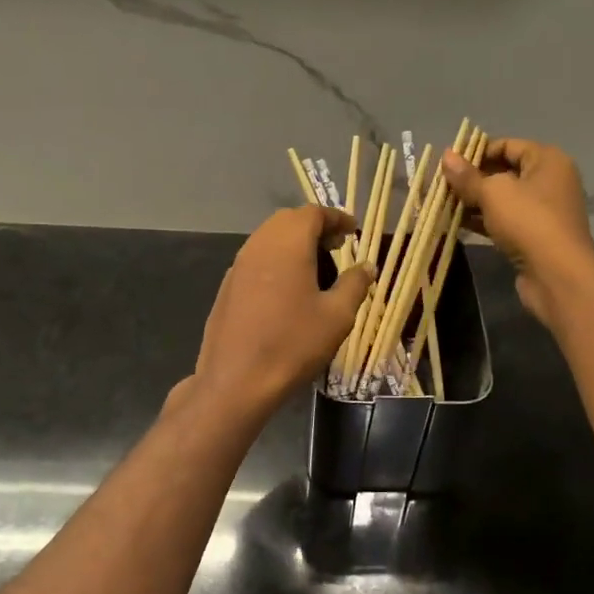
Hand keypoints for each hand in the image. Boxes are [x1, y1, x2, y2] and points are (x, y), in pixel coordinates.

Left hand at [184, 206, 370, 413]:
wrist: (236, 381)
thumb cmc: (293, 344)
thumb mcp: (337, 316)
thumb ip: (354, 285)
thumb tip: (367, 266)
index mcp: (287, 244)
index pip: (313, 213)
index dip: (336, 218)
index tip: (352, 231)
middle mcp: (259, 245)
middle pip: (288, 221)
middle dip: (314, 228)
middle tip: (336, 248)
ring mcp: (238, 266)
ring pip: (268, 239)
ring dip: (293, 244)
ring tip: (315, 268)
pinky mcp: (227, 287)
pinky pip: (255, 260)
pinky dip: (275, 261)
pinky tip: (287, 290)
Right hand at [441, 138, 593, 329]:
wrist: (557, 274)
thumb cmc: (528, 221)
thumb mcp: (492, 193)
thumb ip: (467, 176)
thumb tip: (446, 156)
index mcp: (547, 160)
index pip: (507, 145)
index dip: (477, 151)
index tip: (449, 163)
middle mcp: (549, 181)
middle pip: (504, 172)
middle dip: (472, 179)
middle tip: (442, 184)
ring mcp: (543, 211)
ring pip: (502, 199)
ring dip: (474, 201)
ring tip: (443, 204)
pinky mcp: (535, 236)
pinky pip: (504, 221)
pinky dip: (483, 221)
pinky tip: (456, 223)